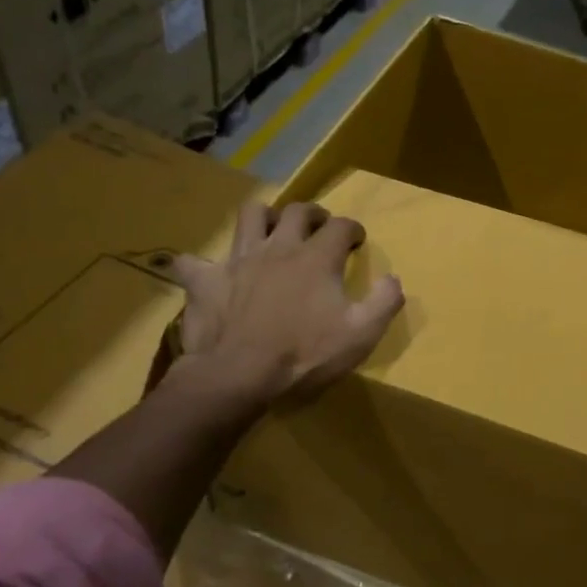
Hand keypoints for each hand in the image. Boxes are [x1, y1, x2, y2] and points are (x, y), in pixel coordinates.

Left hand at [166, 200, 403, 410]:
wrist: (238, 376)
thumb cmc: (304, 355)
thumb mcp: (360, 335)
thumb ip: (384, 302)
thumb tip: (393, 278)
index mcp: (316, 257)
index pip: (340, 226)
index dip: (352, 229)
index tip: (356, 241)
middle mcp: (279, 247)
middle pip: (297, 211)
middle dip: (313, 214)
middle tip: (318, 228)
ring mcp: (239, 260)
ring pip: (250, 216)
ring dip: (264, 218)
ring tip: (271, 232)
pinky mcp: (206, 280)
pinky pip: (193, 262)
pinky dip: (199, 265)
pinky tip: (205, 273)